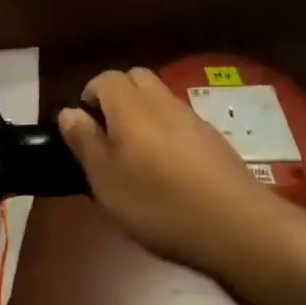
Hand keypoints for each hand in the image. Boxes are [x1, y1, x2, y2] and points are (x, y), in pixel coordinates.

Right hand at [58, 67, 287, 273]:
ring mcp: (192, 118)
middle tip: (108, 135)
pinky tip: (168, 169)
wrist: (237, 226)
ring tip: (136, 155)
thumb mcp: (106, 180)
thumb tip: (68, 112)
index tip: (84, 128)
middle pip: (136, 79)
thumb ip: (85, 142)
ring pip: (159, 99)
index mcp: (131, 106)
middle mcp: (162, 102)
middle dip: (117, 96)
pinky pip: (180, 121)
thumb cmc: (158, 203)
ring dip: (143, 114)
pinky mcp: (214, 139)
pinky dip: (166, 132)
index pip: (106, 78)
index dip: (90, 95)